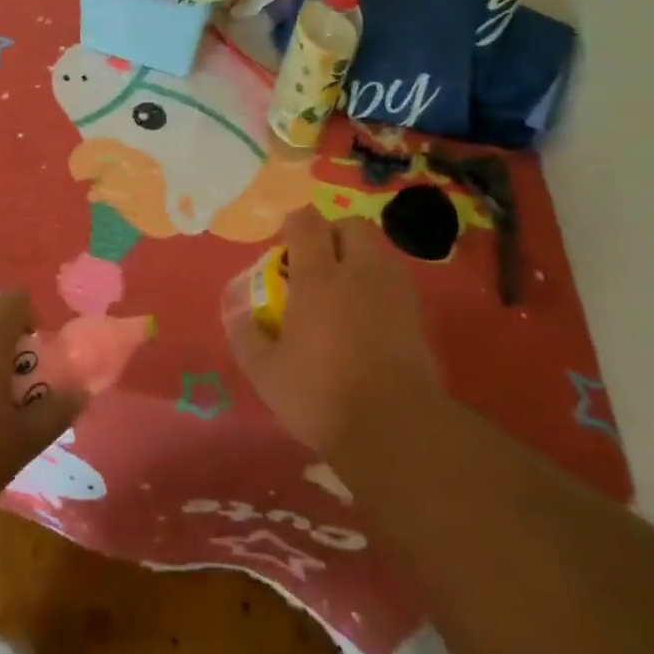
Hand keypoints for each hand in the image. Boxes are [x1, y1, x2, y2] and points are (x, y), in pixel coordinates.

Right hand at [223, 211, 443, 464]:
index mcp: (318, 278)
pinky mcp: (416, 315)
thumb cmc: (322, 396)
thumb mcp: (266, 372)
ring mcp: (393, 291)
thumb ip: (247, 335)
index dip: (294, 224)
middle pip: (351, 227)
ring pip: (378, 250)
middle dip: (333, 234)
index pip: (307, 223)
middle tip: (317, 264)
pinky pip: (395, 280)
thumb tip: (237, 311)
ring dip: (359, 258)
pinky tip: (367, 316)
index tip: (285, 246)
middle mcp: (358, 272)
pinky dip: (379, 284)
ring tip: (344, 289)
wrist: (396, 430)